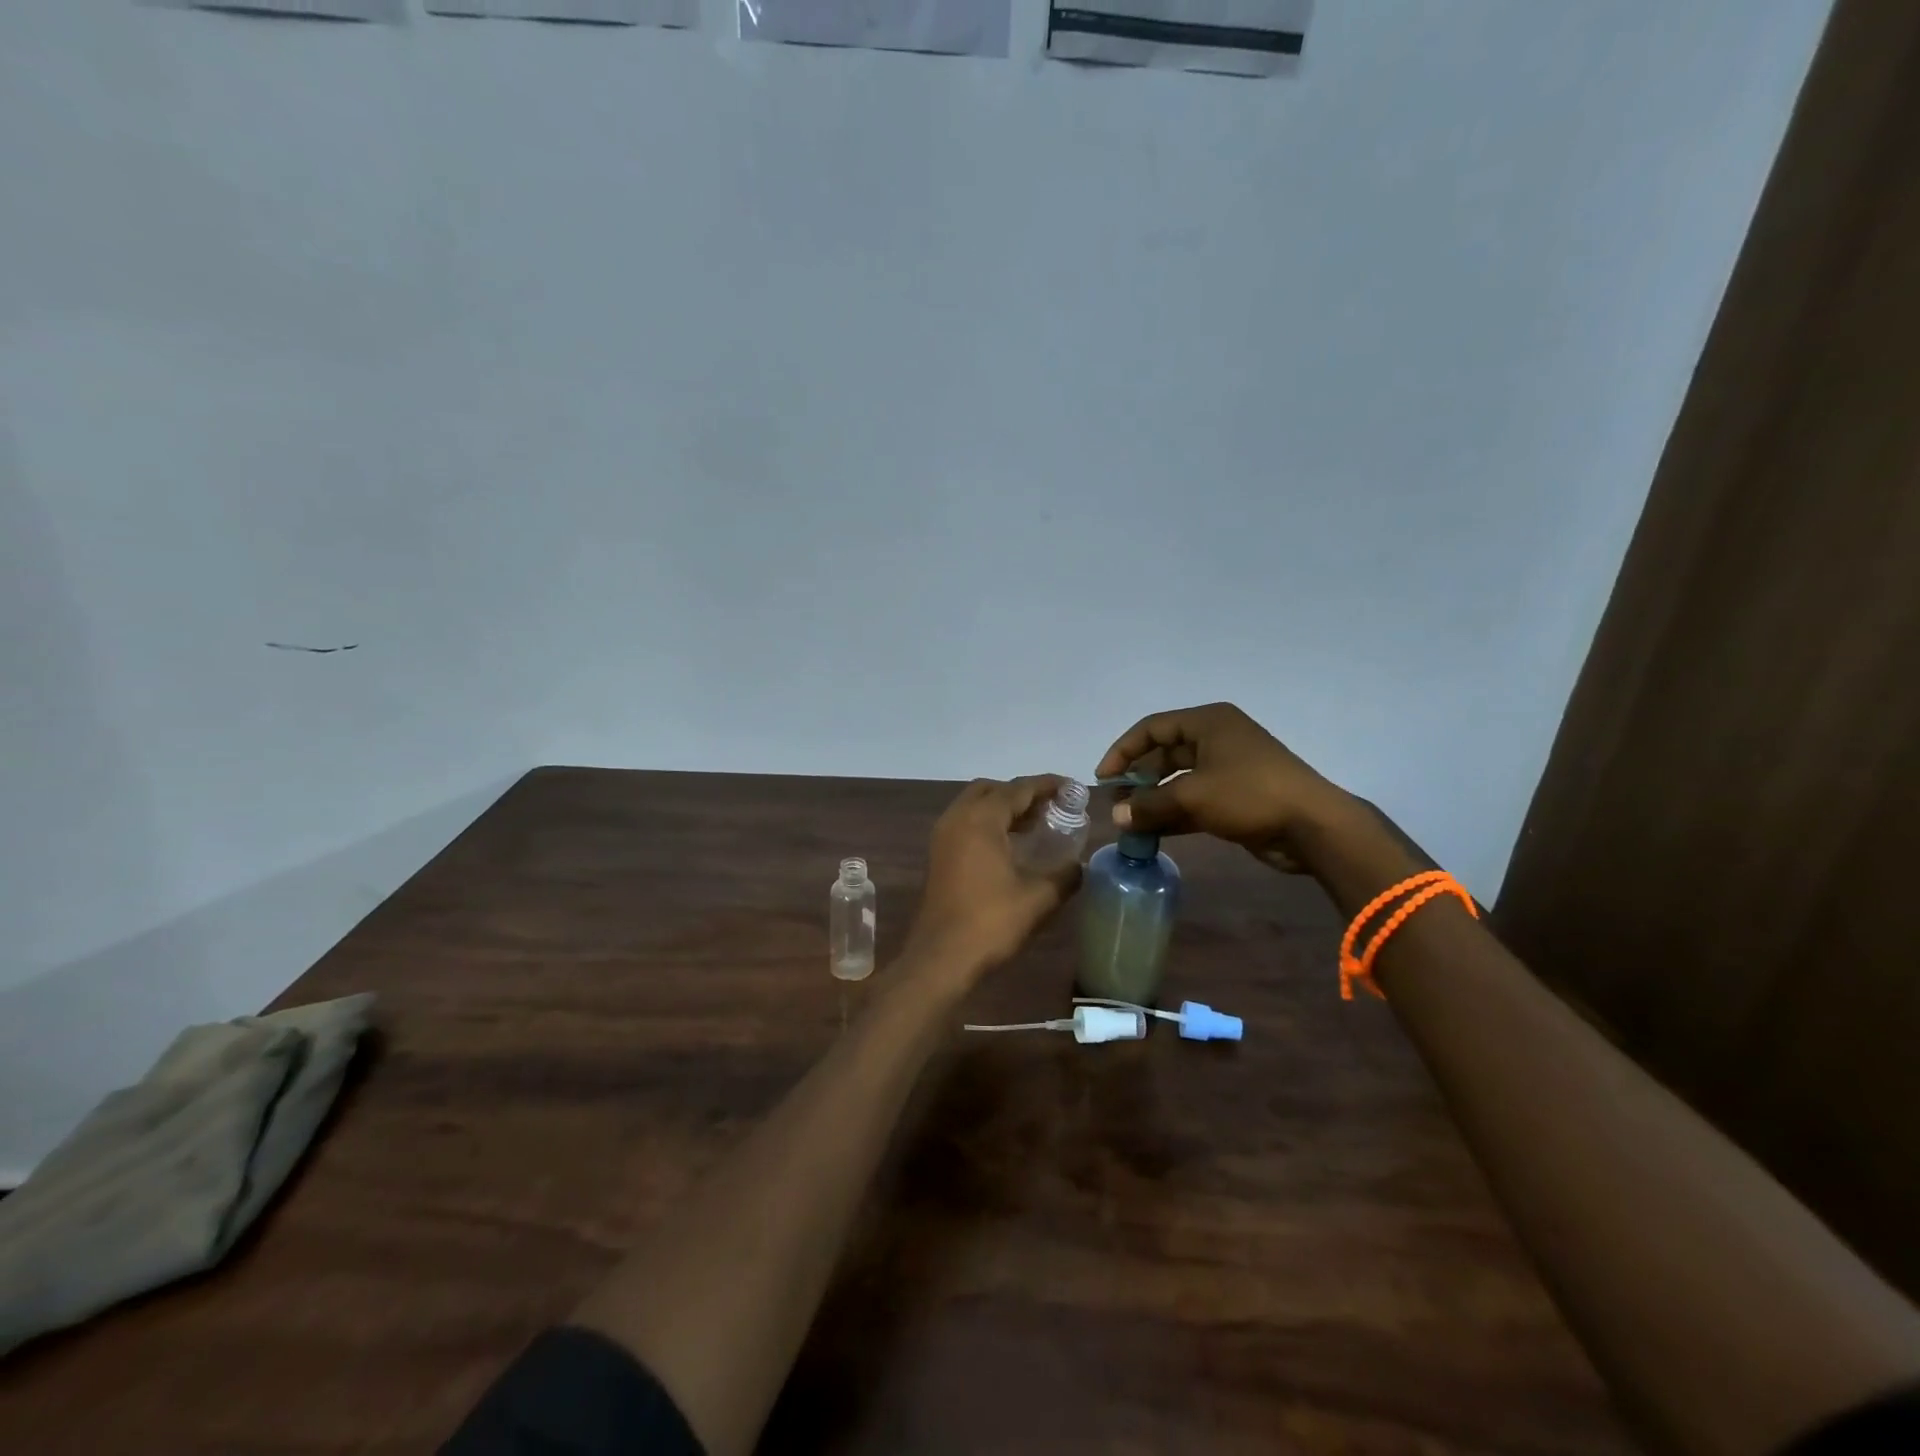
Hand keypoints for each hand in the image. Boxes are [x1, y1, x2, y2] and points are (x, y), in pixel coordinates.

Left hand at [904, 776, 1081, 986]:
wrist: (941, 957)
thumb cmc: (990, 922)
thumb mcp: (1039, 899)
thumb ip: (1065, 875)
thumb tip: (1078, 865)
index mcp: (981, 819)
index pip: (1018, 789)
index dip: (1047, 785)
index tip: (1072, 788)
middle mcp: (958, 818)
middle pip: (992, 789)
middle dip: (1022, 793)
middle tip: (1051, 807)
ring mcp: (943, 836)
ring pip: (975, 805)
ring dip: (1003, 808)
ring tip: (1036, 825)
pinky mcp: (938, 855)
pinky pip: (966, 823)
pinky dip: (988, 823)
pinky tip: (1010, 846)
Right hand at [1095, 703, 1348, 873]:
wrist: (1312, 826)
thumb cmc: (1249, 794)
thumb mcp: (1192, 797)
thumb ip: (1149, 805)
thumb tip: (1116, 816)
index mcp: (1208, 723)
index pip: (1152, 728)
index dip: (1123, 751)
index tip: (1104, 778)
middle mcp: (1216, 739)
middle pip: (1164, 753)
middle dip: (1138, 779)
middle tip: (1117, 803)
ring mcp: (1228, 768)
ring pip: (1178, 780)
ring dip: (1154, 800)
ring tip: (1130, 822)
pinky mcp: (1235, 796)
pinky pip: (1194, 800)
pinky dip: (1173, 814)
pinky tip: (1153, 833)